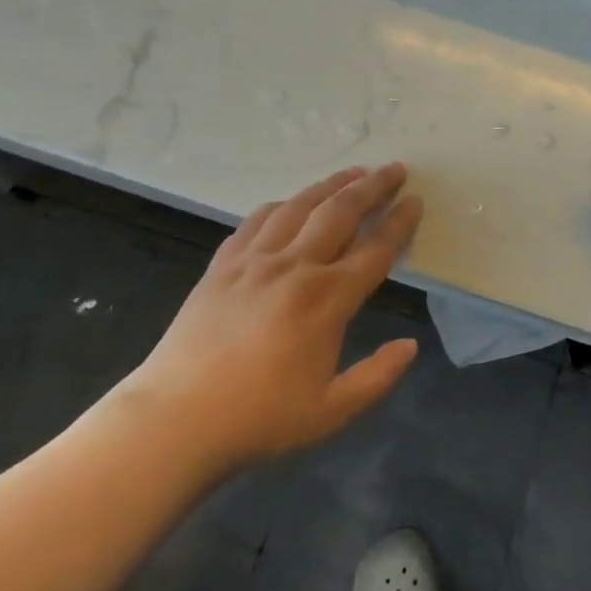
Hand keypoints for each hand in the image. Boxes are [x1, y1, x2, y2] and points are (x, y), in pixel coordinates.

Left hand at [111, 163, 423, 482]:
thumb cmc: (259, 419)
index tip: (416, 200)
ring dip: (331, 186)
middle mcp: (295, 268)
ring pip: (300, 207)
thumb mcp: (332, 411)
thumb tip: (410, 346)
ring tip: (353, 172)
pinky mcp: (222, 267)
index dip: (399, 223)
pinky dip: (280, 205)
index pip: (375, 250)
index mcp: (327, 300)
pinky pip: (256, 222)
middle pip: (341, 213)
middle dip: (372, 187)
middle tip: (394, 168)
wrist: (174, 422)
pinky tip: (289, 202)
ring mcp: (254, 263)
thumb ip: (377, 377)